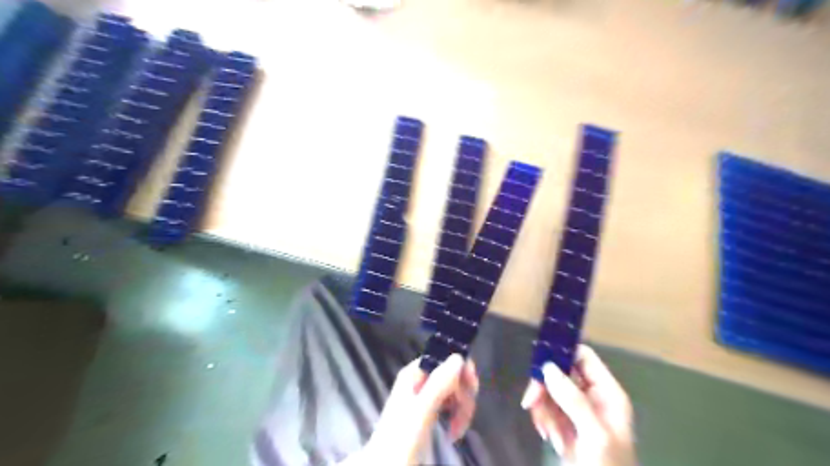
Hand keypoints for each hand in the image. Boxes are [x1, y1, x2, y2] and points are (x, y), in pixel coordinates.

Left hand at [341, 356, 476, 463]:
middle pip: (452, 374)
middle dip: (463, 394)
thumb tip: (457, 357)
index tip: (471, 390)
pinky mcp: (428, 411)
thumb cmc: (401, 439)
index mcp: (414, 373)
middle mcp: (419, 379)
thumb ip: (438, 383)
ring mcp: (424, 395)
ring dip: (462, 408)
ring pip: (454, 391)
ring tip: (457, 431)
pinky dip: (457, 417)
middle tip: (464, 416)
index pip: (445, 357)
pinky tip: (453, 432)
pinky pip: (450, 405)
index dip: (462, 370)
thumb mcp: (421, 410)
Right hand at [520, 344, 635, 463]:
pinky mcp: (566, 423)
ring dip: (542, 408)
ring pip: (550, 390)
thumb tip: (547, 367)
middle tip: (530, 402)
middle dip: (544, 387)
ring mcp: (578, 410)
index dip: (562, 354)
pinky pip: (547, 408)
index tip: (538, 362)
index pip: (583, 357)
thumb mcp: (593, 434)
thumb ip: (572, 399)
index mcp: (607, 392)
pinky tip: (549, 437)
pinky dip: (543, 419)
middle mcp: (592, 396)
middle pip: (561, 373)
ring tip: (546, 431)